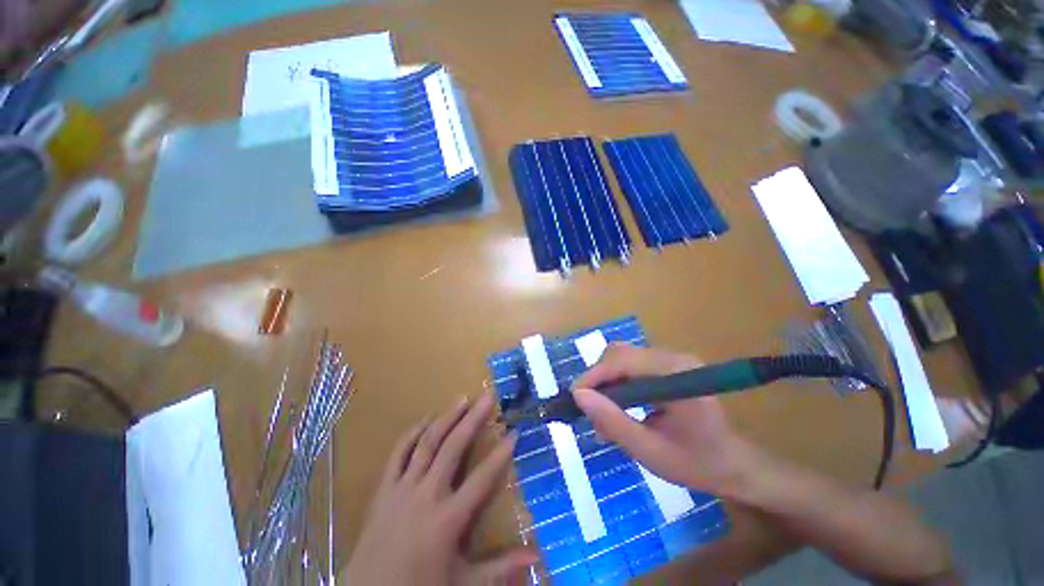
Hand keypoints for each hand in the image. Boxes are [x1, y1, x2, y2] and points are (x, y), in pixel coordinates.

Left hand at [341, 393, 536, 585]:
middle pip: (454, 447)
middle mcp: (427, 495)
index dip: (501, 453)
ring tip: (462, 398)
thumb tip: (537, 558)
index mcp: (448, 518)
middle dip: (473, 419)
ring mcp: (402, 488)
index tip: (514, 431)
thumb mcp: (463, 582)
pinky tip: (427, 418)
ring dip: (446, 418)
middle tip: (487, 397)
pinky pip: (399, 452)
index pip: (483, 478)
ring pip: (427, 443)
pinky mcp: (384, 488)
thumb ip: (500, 568)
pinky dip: (413, 432)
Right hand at [571, 344, 761, 495]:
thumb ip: (613, 422)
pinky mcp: (667, 364)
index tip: (575, 398)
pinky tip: (617, 404)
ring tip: (602, 410)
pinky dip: (617, 381)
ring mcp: (671, 359)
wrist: (733, 464)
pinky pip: (631, 364)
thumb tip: (578, 395)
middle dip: (598, 378)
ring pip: (622, 357)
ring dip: (606, 380)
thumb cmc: (696, 463)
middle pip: (620, 353)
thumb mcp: (649, 451)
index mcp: (677, 374)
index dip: (594, 375)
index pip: (623, 360)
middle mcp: (674, 357)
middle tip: (590, 408)